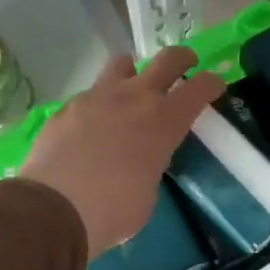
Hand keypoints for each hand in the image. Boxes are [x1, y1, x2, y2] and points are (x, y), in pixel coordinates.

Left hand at [20, 47, 224, 257]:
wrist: (53, 209)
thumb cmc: (113, 211)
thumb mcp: (148, 191)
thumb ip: (152, 164)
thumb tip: (142, 159)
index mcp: (164, 121)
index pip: (200, 88)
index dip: (212, 83)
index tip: (216, 86)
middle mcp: (134, 98)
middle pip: (167, 59)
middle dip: (182, 59)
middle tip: (186, 65)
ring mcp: (96, 97)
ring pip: (122, 63)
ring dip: (133, 72)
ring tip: (130, 89)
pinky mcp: (67, 107)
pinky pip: (90, 94)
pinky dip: (98, 104)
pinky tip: (91, 127)